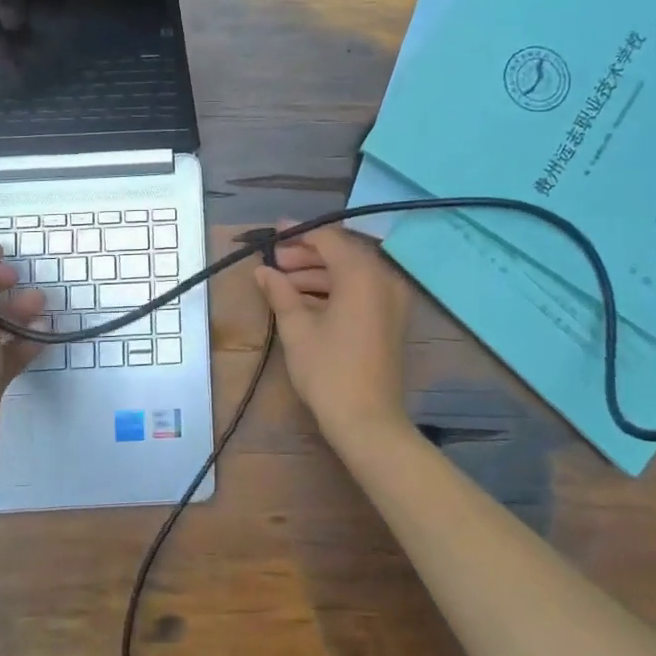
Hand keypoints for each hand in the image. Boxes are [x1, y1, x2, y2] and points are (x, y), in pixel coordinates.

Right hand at [252, 224, 414, 447]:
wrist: (368, 421)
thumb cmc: (328, 371)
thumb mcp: (297, 328)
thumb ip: (280, 292)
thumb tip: (262, 271)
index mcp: (362, 274)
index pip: (328, 239)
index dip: (298, 235)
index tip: (272, 235)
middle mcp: (384, 278)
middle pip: (342, 253)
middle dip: (306, 255)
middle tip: (274, 263)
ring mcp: (392, 300)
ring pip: (352, 273)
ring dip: (318, 274)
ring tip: (283, 284)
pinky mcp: (392, 319)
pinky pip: (362, 291)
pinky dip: (335, 290)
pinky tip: (305, 300)